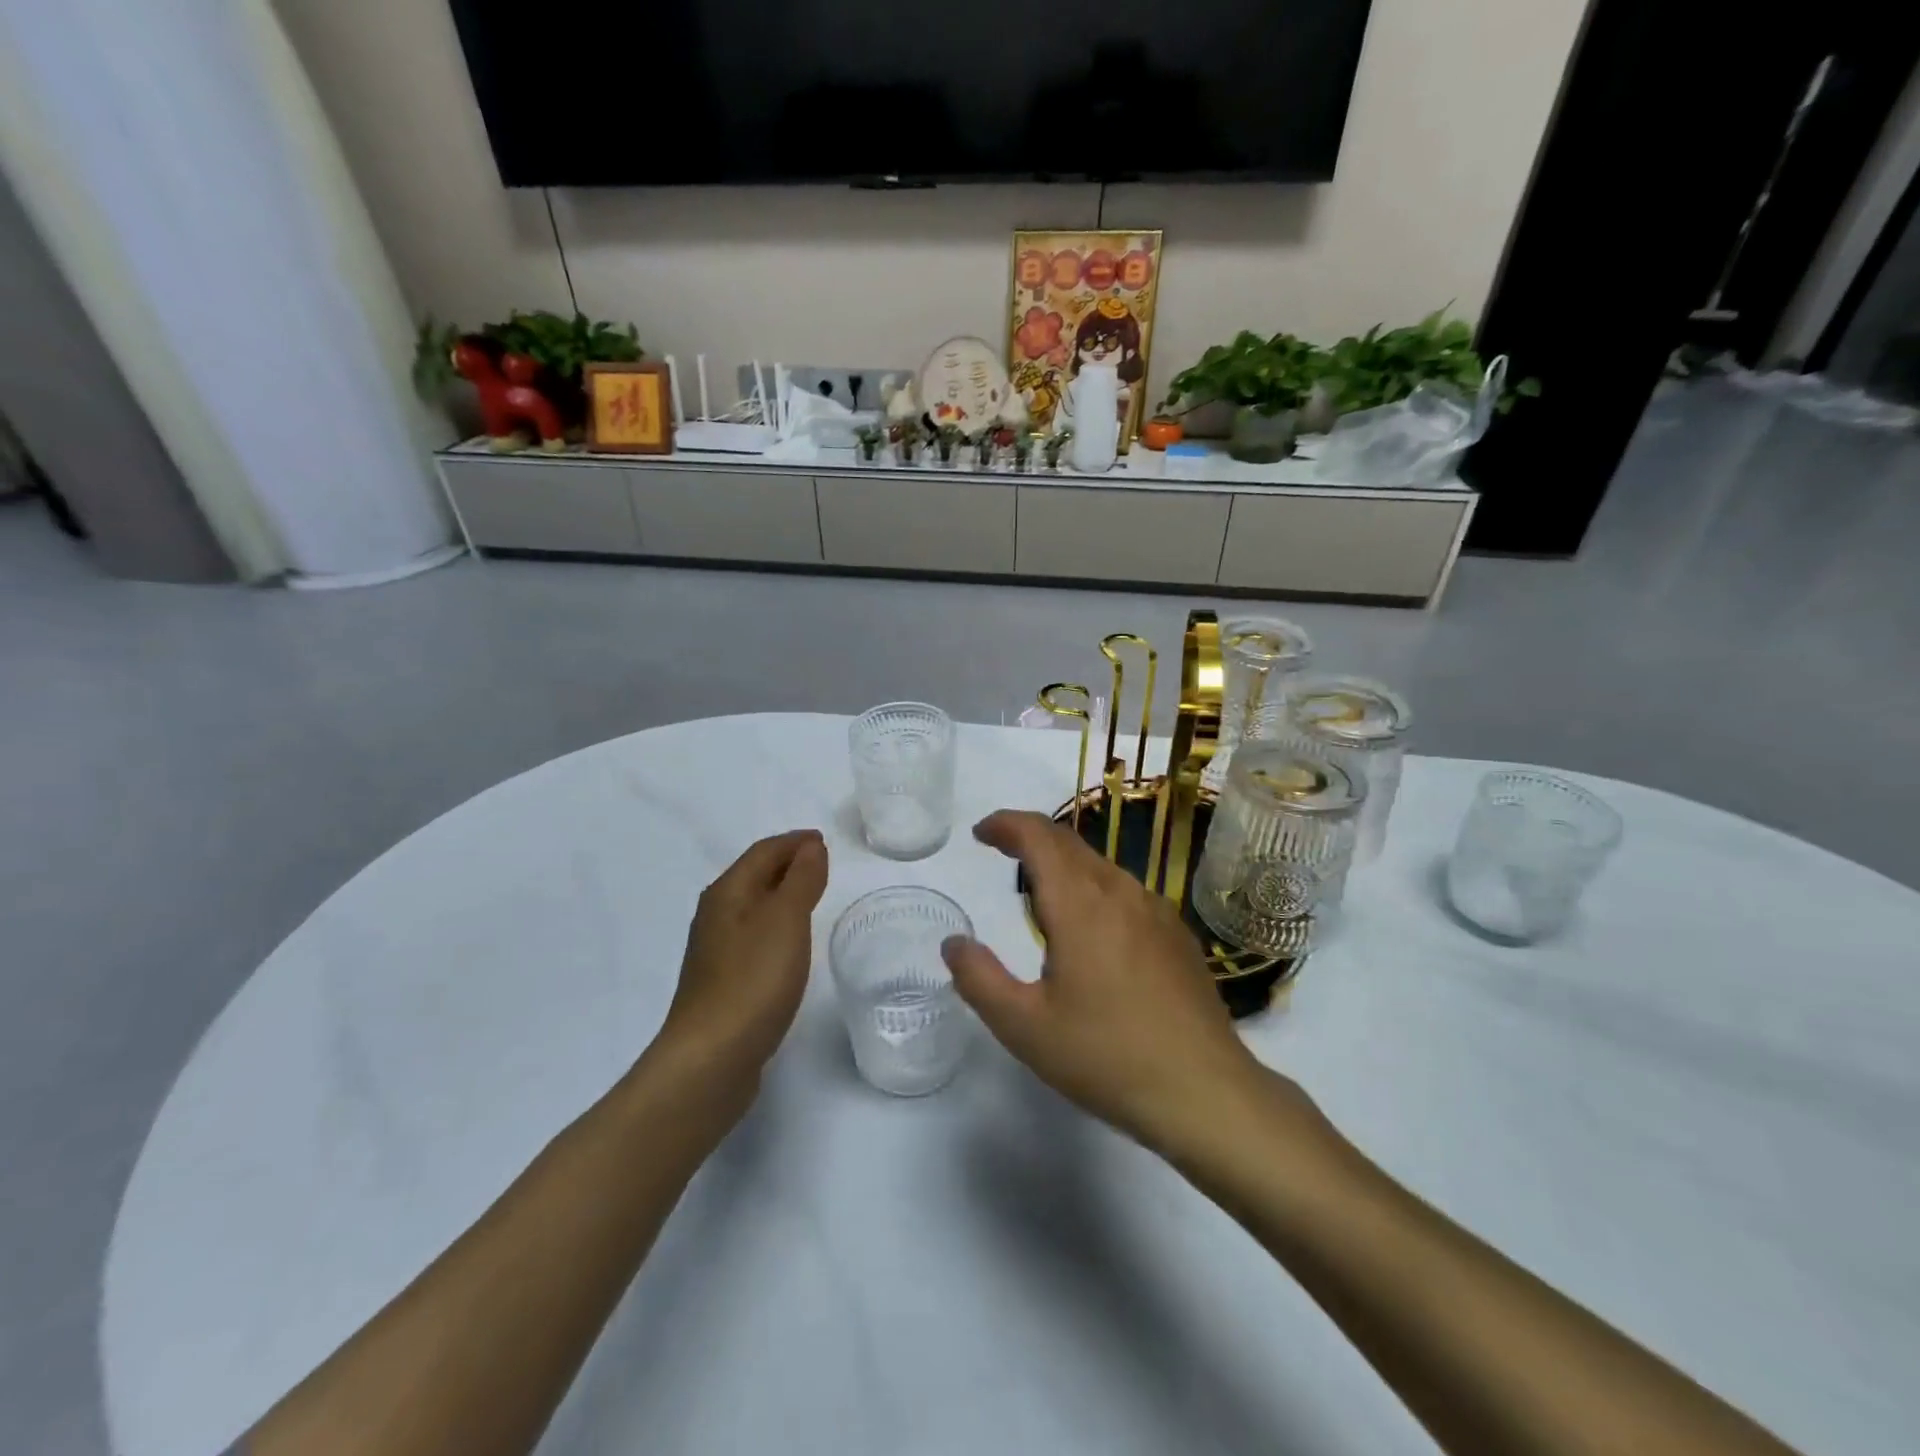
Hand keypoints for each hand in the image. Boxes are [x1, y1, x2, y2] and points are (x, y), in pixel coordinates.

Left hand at [658, 829, 828, 1087]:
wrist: (711, 1058)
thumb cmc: (753, 979)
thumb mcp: (786, 920)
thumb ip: (801, 879)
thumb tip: (810, 847)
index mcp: (727, 892)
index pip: (763, 852)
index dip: (794, 842)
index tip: (823, 840)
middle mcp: (715, 914)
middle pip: (753, 875)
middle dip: (786, 863)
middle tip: (821, 862)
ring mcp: (715, 950)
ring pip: (752, 906)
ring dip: (780, 894)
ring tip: (811, 896)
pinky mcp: (722, 981)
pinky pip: (753, 935)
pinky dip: (775, 924)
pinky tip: (788, 942)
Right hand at [941, 810, 1270, 1150]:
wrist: (1205, 1091)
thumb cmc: (1106, 1057)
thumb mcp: (1024, 1027)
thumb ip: (979, 979)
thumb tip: (954, 943)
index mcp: (1080, 904)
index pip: (1038, 836)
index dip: (1006, 824)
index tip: (981, 833)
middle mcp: (1120, 892)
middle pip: (1069, 843)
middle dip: (1030, 838)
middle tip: (1002, 852)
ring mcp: (1156, 910)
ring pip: (1099, 866)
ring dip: (1063, 865)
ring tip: (1040, 898)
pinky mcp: (1177, 934)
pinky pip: (1125, 892)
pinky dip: (1094, 890)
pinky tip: (1092, 932)